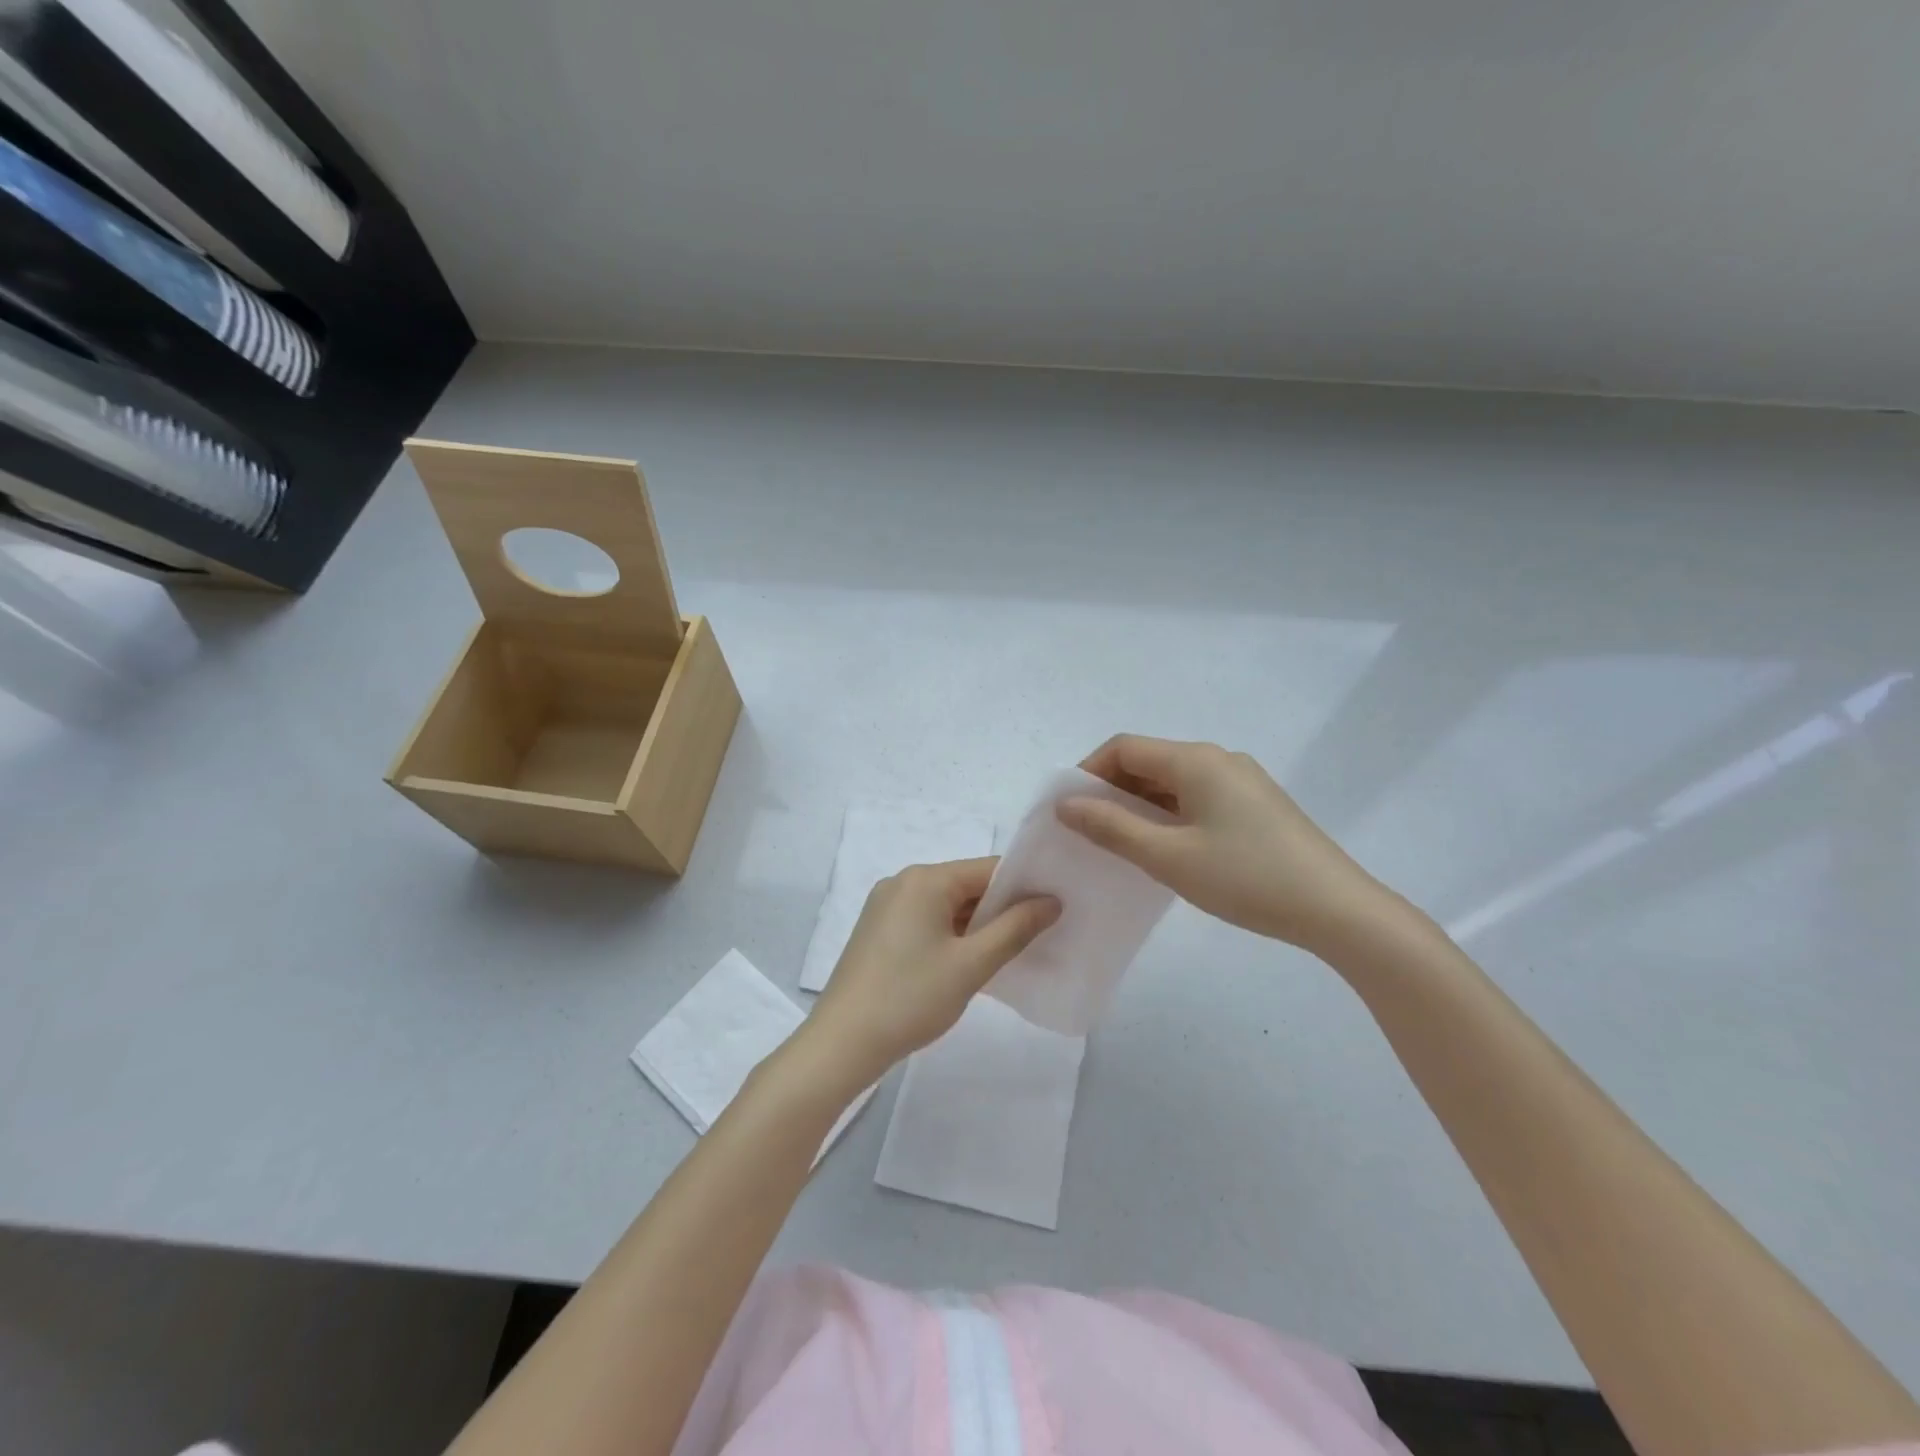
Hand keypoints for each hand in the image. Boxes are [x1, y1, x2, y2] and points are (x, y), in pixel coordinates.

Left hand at [808, 858, 1058, 1082]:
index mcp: (925, 879)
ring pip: (947, 906)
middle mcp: (903, 882)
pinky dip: (953, 936)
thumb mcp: (971, 965)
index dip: (1025, 886)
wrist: (842, 1043)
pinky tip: (972, 962)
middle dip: (1002, 908)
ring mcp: (886, 906)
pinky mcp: (879, 931)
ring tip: (1014, 951)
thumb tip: (1051, 901)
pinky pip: (927, 921)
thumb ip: (1015, 928)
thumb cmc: (911, 998)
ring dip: (978, 926)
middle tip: (1043, 933)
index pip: (988, 869)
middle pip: (967, 885)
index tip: (1057, 907)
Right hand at [1059, 734, 1388, 953]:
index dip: (1089, 771)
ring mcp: (1243, 781)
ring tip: (1123, 844)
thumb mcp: (1168, 857)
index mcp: (1195, 760)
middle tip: (1091, 832)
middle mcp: (1219, 759)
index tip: (1070, 810)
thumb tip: (1067, 804)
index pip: (1125, 748)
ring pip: (1174, 781)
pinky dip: (1171, 814)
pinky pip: (1199, 797)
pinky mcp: (1258, 805)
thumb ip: (1112, 827)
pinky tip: (1168, 849)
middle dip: (1113, 790)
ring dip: (1141, 804)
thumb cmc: (1245, 878)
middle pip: (1149, 761)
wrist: (1337, 909)